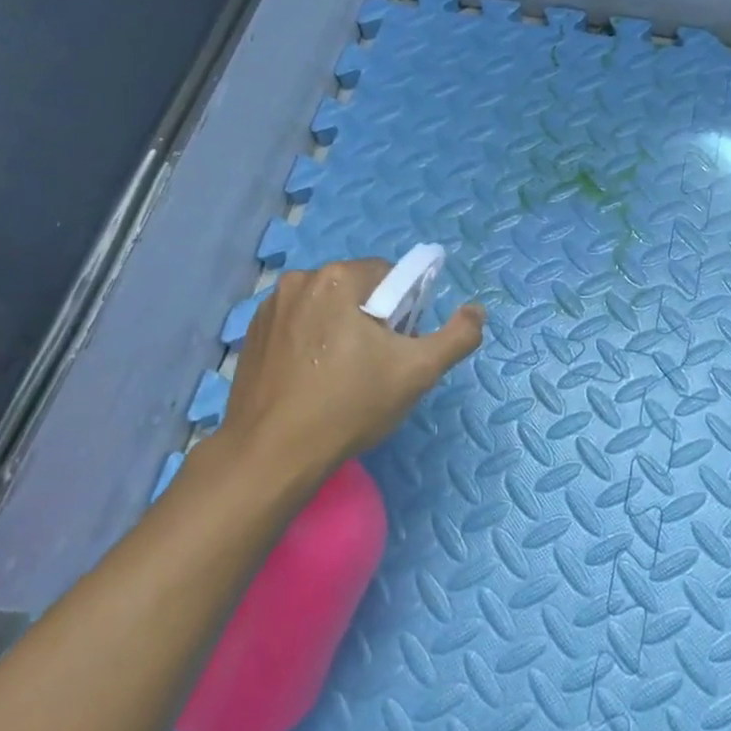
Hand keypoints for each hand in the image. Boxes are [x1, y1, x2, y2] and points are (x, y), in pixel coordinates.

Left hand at [218, 259, 484, 476]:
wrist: (273, 453)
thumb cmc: (350, 405)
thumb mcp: (418, 372)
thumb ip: (458, 336)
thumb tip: (477, 311)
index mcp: (338, 278)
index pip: (390, 276)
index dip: (404, 310)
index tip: (399, 347)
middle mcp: (299, 280)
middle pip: (356, 290)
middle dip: (372, 320)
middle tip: (375, 367)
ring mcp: (269, 308)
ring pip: (326, 309)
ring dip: (340, 330)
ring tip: (342, 378)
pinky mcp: (252, 335)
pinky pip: (298, 326)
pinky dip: (311, 344)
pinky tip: (313, 381)